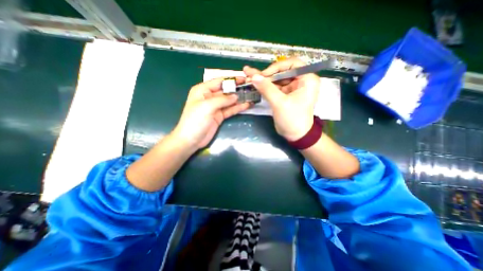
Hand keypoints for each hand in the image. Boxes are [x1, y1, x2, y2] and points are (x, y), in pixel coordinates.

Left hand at [171, 77, 250, 148]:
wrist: (191, 140)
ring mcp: (215, 107)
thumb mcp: (207, 106)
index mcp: (203, 90)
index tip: (244, 79)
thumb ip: (222, 100)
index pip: (219, 82)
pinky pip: (230, 110)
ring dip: (240, 99)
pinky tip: (247, 105)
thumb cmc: (195, 120)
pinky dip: (238, 108)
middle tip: (251, 88)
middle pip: (226, 91)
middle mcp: (209, 97)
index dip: (232, 80)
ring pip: (229, 101)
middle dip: (237, 89)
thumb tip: (236, 96)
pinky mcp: (220, 116)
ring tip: (251, 96)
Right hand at [245, 57, 319, 140]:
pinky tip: (254, 84)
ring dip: (263, 79)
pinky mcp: (285, 95)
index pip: (292, 64)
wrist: (295, 135)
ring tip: (249, 77)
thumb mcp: (280, 103)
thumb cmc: (292, 119)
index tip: (263, 75)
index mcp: (307, 79)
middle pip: (282, 71)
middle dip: (266, 74)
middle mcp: (301, 81)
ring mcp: (292, 88)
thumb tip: (253, 76)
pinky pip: (275, 87)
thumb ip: (267, 88)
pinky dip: (265, 86)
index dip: (276, 67)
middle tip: (250, 73)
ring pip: (277, 79)